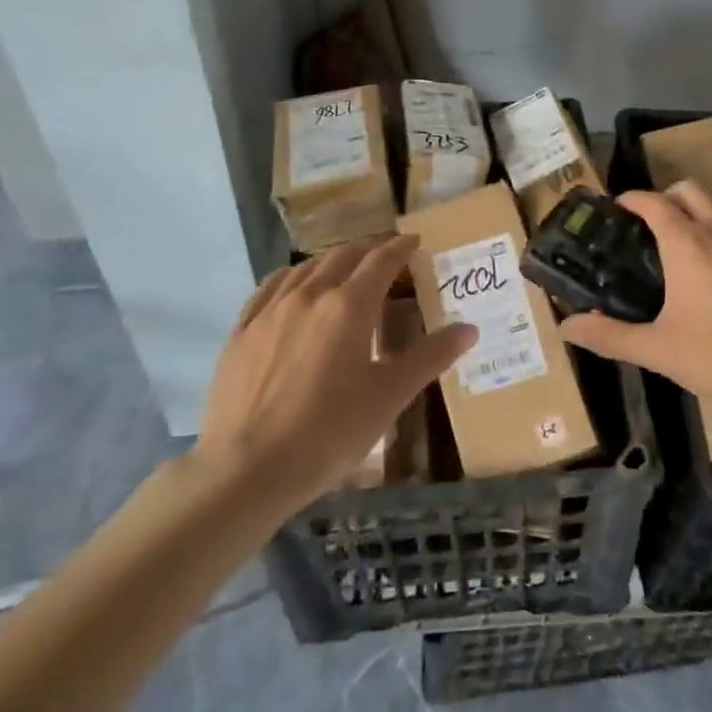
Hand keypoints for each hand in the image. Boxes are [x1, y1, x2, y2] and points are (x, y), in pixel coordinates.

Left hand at [192, 235, 474, 511]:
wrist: (247, 470)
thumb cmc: (329, 433)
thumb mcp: (389, 397)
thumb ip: (430, 357)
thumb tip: (469, 329)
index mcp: (349, 306)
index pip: (381, 261)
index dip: (401, 247)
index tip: (414, 241)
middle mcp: (309, 295)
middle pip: (342, 256)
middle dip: (368, 250)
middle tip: (385, 256)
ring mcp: (270, 311)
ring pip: (305, 268)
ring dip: (331, 260)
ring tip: (344, 268)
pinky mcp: (241, 332)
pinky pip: (270, 288)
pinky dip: (292, 277)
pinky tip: (293, 288)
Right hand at [559, 183, 711, 431]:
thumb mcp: (660, 352)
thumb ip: (611, 336)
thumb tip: (565, 325)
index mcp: (688, 246)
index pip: (654, 202)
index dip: (633, 199)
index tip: (618, 206)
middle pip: (692, 193)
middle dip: (668, 197)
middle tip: (652, 226)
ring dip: (702, 230)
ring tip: (691, 269)